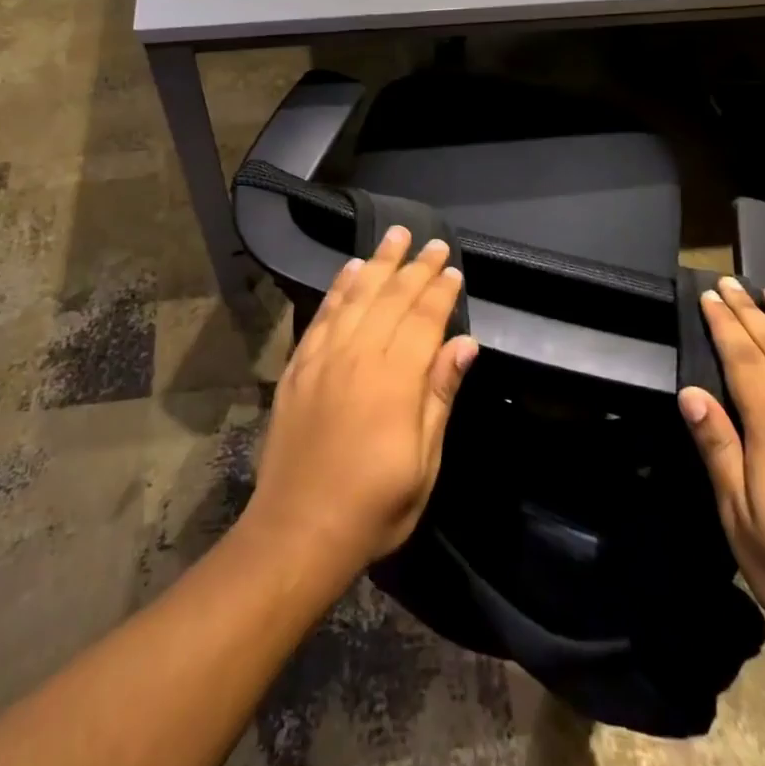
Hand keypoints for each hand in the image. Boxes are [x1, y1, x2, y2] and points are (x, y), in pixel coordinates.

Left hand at [241, 227, 479, 582]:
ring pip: (357, 296)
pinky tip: (350, 269)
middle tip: (432, 241)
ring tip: (394, 236)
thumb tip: (465, 343)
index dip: (440, 292)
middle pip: (392, 298)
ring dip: (378, 263)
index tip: (453, 269)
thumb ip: (440, 394)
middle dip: (415, 267)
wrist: (299, 529)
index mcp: (395, 380)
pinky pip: (323, 313)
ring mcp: (324, 356)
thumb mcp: (424, 462)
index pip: (424, 320)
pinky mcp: (299, 364)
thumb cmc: (374, 504)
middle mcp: (359, 355)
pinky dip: (339, 287)